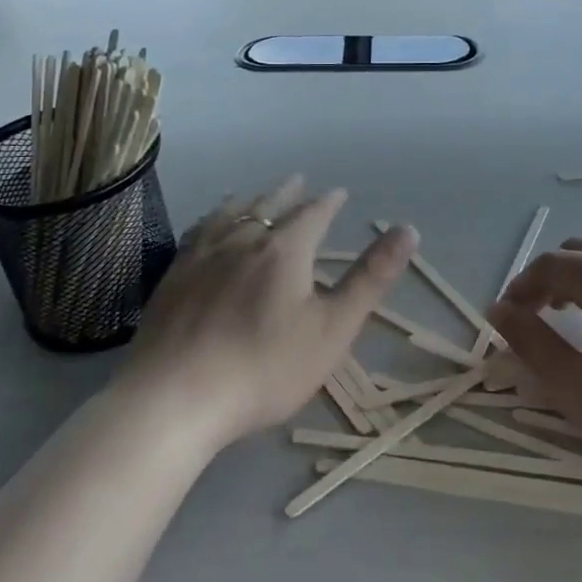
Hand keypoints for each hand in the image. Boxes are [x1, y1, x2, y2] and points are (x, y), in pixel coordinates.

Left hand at [117, 177, 415, 452]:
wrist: (174, 400)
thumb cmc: (265, 368)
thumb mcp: (334, 328)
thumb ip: (371, 278)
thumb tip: (409, 229)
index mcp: (284, 250)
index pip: (313, 214)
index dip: (329, 202)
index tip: (339, 193)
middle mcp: (242, 241)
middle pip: (269, 207)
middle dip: (287, 194)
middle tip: (298, 181)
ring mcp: (201, 258)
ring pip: (229, 216)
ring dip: (248, 202)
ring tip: (253, 196)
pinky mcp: (172, 279)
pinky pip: (197, 234)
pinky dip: (211, 221)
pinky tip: (207, 229)